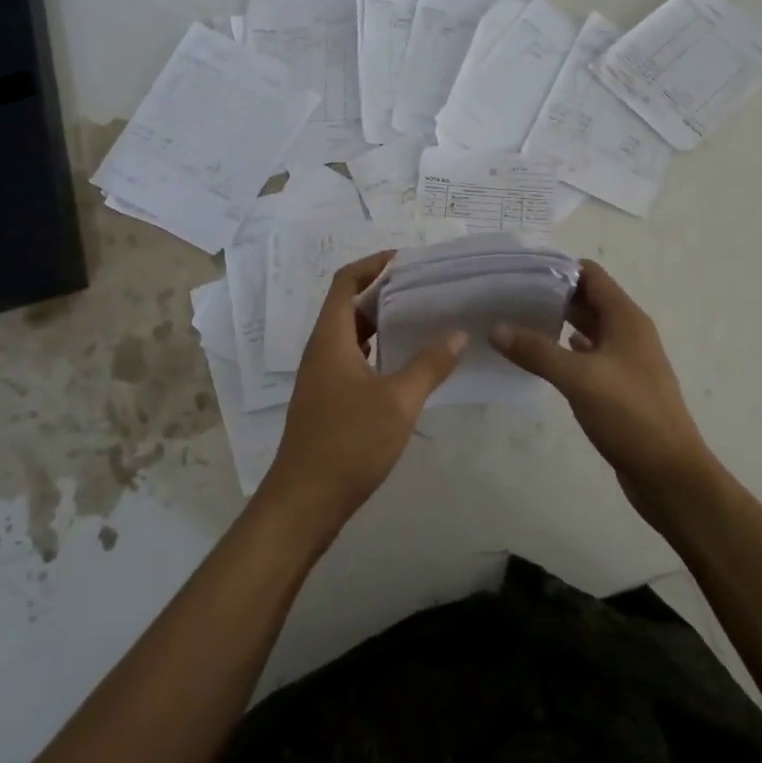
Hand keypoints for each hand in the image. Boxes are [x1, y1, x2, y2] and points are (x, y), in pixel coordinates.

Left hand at [257, 251, 466, 536]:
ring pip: (352, 335)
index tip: (406, 260)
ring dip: (381, 323)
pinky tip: (406, 364)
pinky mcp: (327, 400)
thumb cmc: (348, 443)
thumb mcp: (398, 402)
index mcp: (330, 338)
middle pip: (349, 306)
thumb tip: (457, 334)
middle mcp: (321, 350)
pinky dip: (377, 351)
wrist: (304, 502)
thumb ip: (430, 365)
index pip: (345, 282)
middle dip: (384, 292)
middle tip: (425, 289)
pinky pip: (353, 359)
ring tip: (422, 319)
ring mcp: (322, 377)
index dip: (372, 264)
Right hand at [490, 260, 713, 524]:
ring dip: (558, 322)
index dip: (557, 268)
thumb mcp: (579, 378)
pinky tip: (543, 356)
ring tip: (518, 320)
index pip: (590, 274)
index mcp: (626, 318)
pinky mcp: (620, 387)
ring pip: (589, 329)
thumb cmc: (630, 415)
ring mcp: (626, 361)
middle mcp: (628, 332)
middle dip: (552, 294)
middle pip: (588, 299)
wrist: (670, 474)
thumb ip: (537, 351)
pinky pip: (590, 356)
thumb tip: (495, 328)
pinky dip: (567, 351)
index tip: (519, 270)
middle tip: (510, 295)